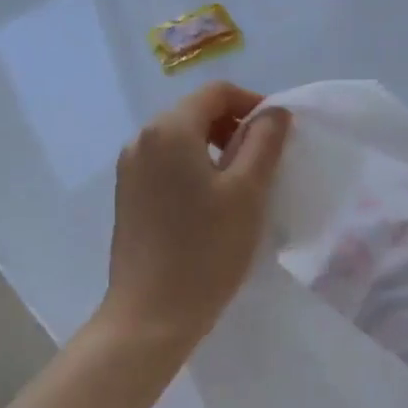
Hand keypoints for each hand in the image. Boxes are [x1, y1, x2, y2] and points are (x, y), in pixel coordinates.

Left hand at [100, 82, 291, 359]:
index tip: (280, 132)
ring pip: (180, 139)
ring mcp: (129, 168)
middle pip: (195, 113)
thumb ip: (264, 142)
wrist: (150, 314)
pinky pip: (166, 164)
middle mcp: (142, 139)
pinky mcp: (127, 195)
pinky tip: (212, 202)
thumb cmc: (205, 250)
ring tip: (243, 183)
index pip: (216, 93)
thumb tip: (274, 112)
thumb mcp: (247, 192)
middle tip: (266, 160)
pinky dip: (194, 168)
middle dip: (234, 126)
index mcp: (169, 129)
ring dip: (215, 148)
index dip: (253, 103)